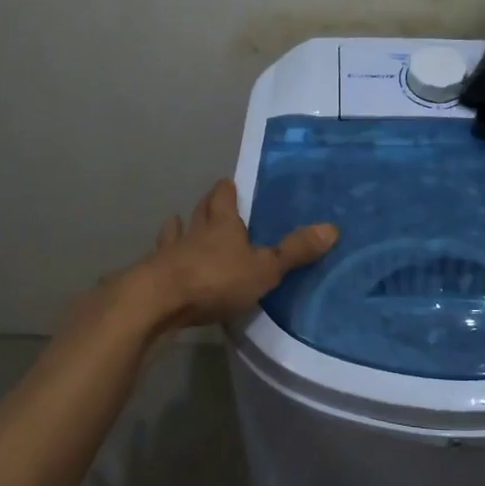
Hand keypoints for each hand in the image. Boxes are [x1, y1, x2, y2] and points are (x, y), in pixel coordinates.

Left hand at [127, 178, 336, 330]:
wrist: (157, 303)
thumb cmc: (215, 279)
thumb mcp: (263, 268)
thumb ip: (295, 252)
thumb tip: (332, 228)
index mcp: (222, 225)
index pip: (224, 198)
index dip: (227, 190)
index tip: (228, 183)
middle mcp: (194, 232)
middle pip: (200, 212)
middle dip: (207, 206)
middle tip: (213, 201)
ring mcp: (169, 254)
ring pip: (176, 234)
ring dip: (179, 229)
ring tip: (178, 222)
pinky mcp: (152, 277)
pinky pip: (160, 261)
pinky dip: (162, 258)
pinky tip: (160, 260)